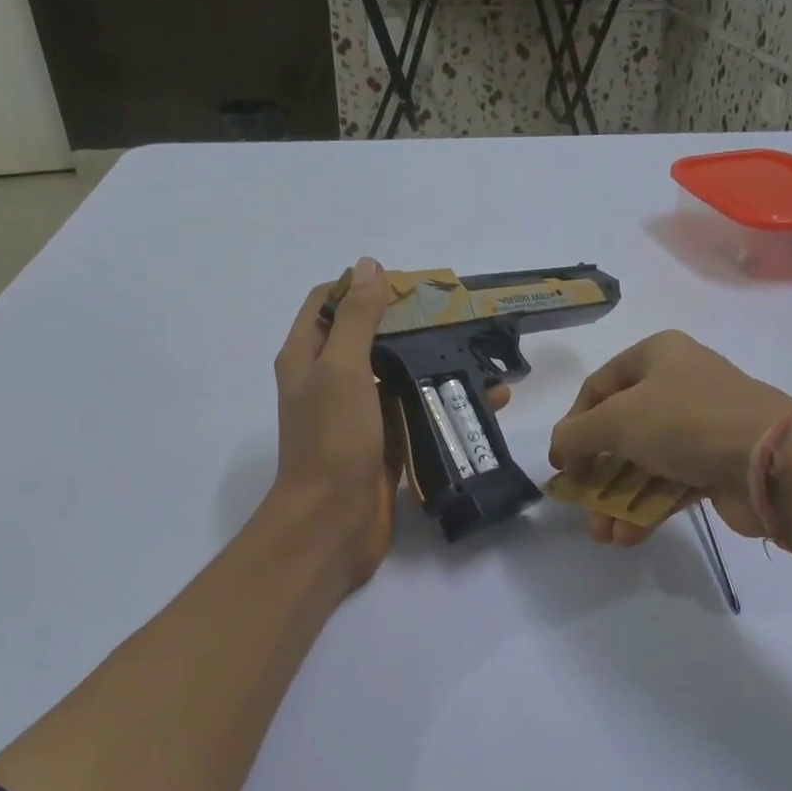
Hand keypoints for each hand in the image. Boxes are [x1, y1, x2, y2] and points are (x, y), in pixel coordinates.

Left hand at [269, 259, 507, 589]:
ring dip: (432, 364)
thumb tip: (368, 265)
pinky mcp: (384, 444)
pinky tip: (484, 400)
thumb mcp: (342, 369)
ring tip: (479, 355)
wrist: (332, 525)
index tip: (409, 287)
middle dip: (408, 324)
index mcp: (307, 357)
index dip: (360, 286)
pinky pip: (414, 413)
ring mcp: (357, 416)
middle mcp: (328, 382)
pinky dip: (442, 403)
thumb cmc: (332, 441)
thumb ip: (356, 318)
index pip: (326, 303)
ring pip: (395, 377)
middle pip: (366, 338)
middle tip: (456, 318)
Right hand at [549, 330, 791, 544]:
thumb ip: (575, 435)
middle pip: (620, 431)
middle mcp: (678, 384)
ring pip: (644, 463)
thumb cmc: (685, 423)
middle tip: (580, 504)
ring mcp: (700, 426)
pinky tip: (627, 537)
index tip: (560, 463)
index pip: (597, 387)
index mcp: (657, 356)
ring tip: (603, 534)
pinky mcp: (716, 464)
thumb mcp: (616, 420)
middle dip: (596, 474)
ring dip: (618, 501)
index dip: (572, 425)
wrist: (772, 463)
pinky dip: (647, 509)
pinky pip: (670, 485)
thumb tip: (560, 452)